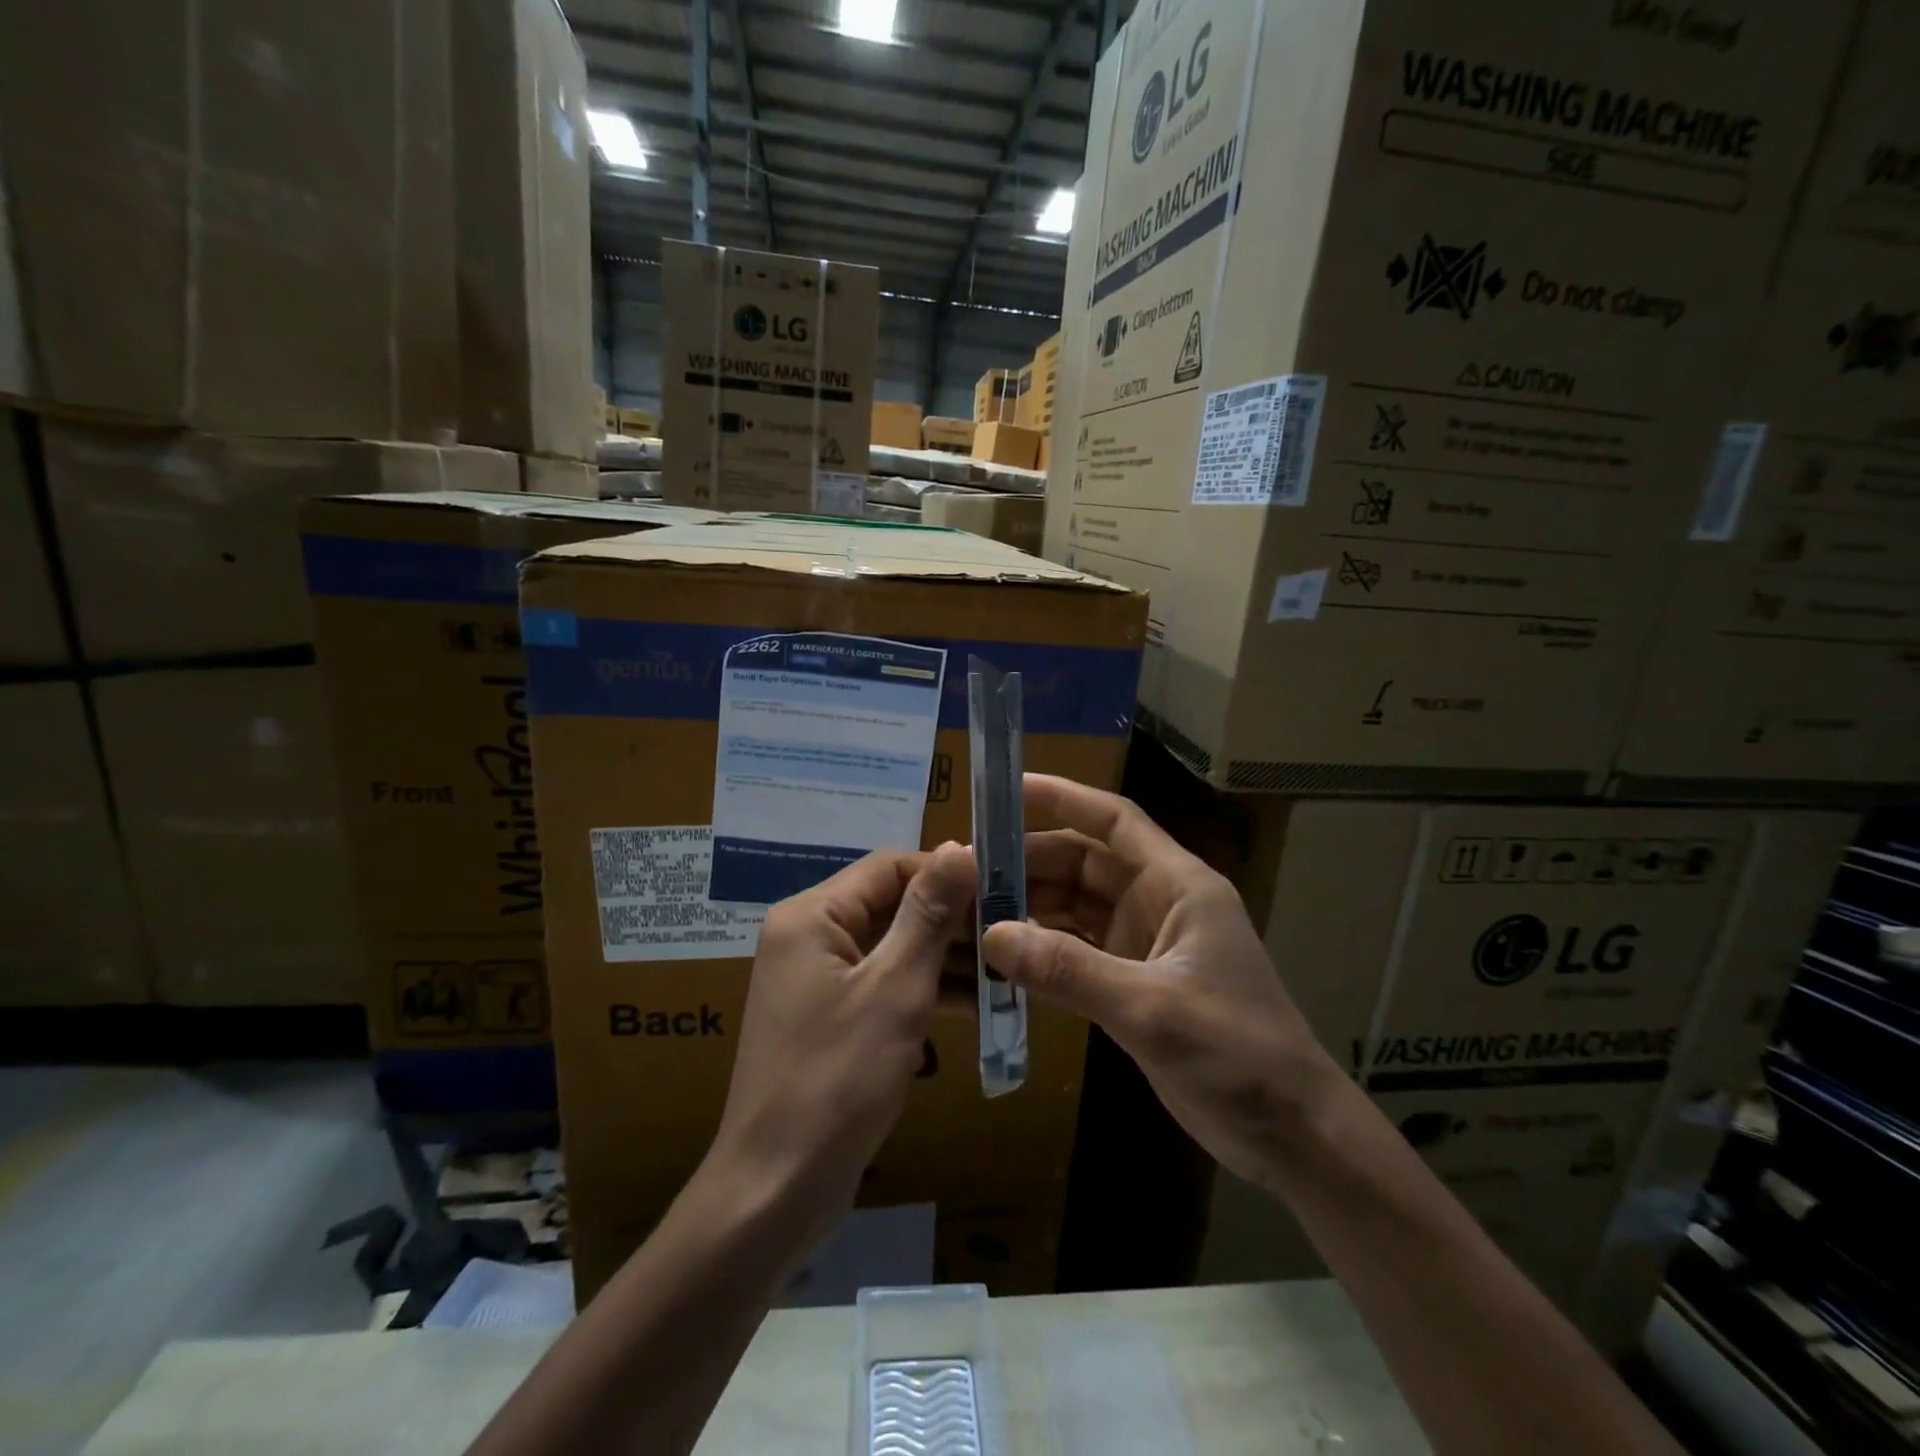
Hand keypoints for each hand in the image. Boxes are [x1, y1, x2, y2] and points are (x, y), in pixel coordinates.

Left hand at [708, 843, 977, 1217]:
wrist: (775, 1192)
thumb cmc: (837, 1081)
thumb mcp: (895, 990)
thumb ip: (929, 915)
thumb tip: (960, 846)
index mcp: (812, 916)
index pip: (890, 866)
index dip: (947, 873)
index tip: (1005, 890)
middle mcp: (809, 935)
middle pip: (892, 905)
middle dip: (952, 919)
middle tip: (1015, 934)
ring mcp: (817, 978)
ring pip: (893, 946)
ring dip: (945, 957)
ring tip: (1007, 971)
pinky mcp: (829, 1015)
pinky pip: (883, 983)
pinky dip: (924, 989)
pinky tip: (977, 1005)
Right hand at [981, 775, 1341, 1193]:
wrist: (1290, 1132)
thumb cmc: (1238, 1055)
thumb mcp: (1152, 1009)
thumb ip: (1070, 970)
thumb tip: (993, 935)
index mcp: (1178, 885)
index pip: (1114, 821)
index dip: (1062, 797)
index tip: (1005, 790)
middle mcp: (1158, 902)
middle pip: (1083, 863)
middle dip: (1029, 862)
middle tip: (967, 872)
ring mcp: (1144, 943)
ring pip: (1075, 906)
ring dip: (1030, 907)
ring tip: (972, 911)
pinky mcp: (1133, 982)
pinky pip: (1076, 950)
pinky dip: (1042, 950)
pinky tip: (1002, 957)